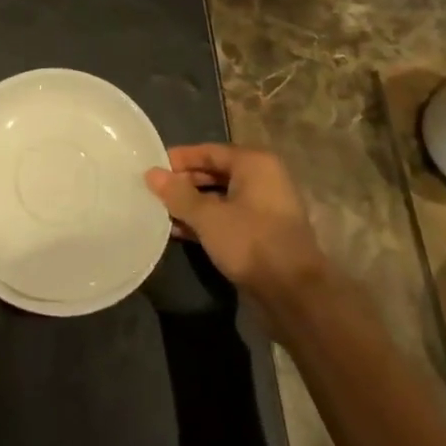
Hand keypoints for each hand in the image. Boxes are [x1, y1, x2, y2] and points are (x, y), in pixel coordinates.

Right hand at [146, 144, 328, 301]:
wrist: (294, 294)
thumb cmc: (250, 242)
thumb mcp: (208, 216)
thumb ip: (178, 194)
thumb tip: (151, 173)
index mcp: (254, 164)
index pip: (209, 151)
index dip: (179, 159)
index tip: (152, 167)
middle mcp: (263, 179)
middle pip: (215, 173)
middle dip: (184, 183)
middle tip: (154, 191)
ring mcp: (265, 208)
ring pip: (221, 198)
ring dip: (192, 205)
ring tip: (161, 212)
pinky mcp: (263, 234)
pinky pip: (228, 218)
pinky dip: (206, 222)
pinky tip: (179, 232)